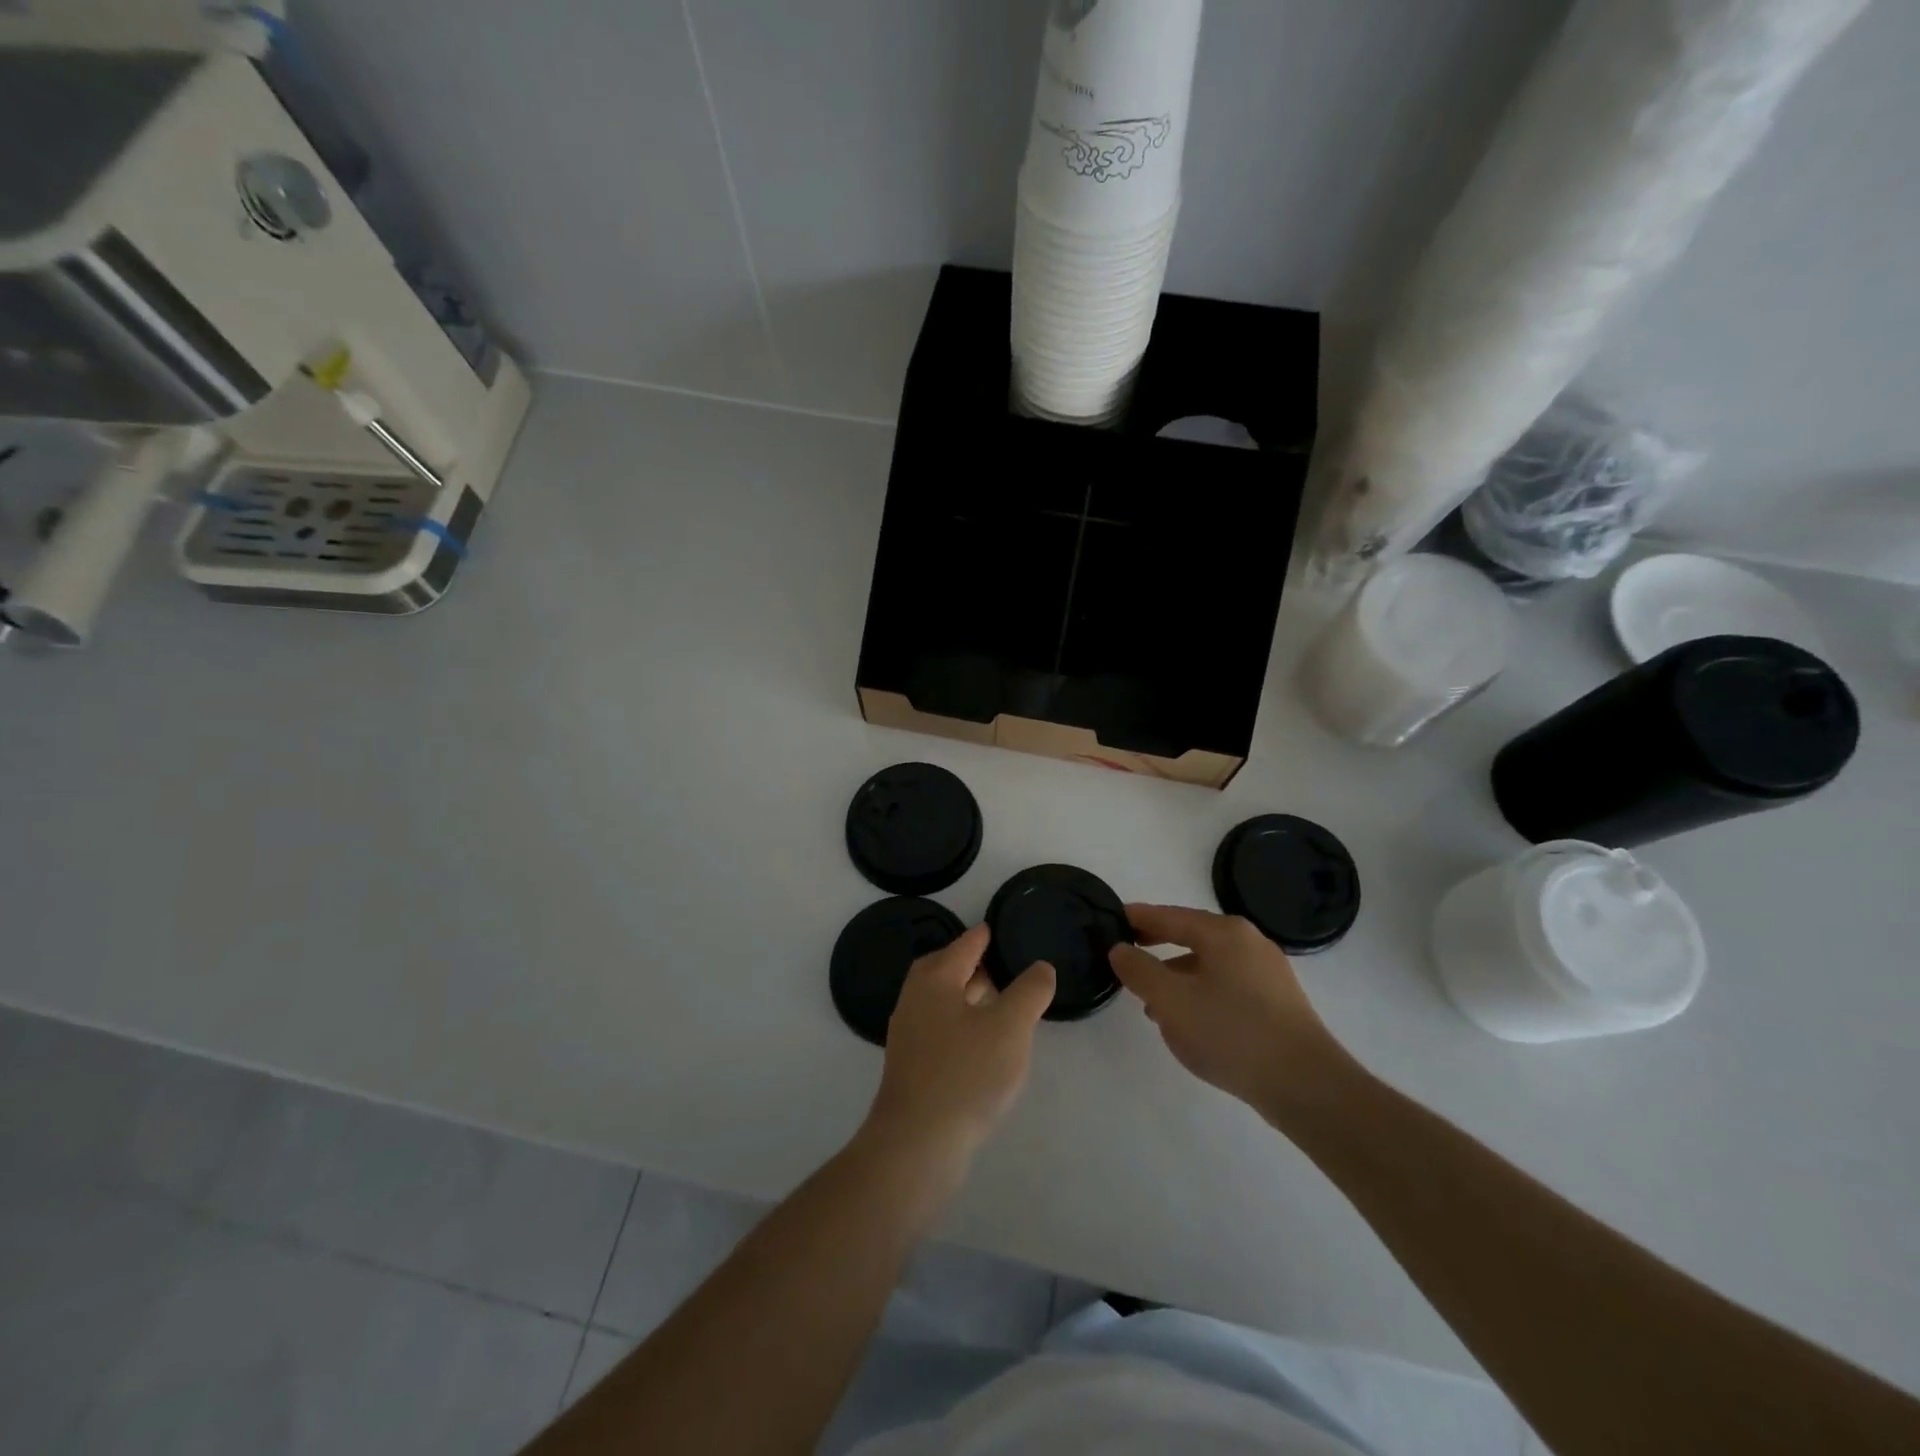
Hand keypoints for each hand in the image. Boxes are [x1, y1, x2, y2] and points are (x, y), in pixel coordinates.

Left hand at [865, 925, 1055, 1166]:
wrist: (917, 1143)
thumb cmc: (965, 1073)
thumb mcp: (1010, 1026)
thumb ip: (1030, 991)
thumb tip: (1040, 967)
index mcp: (934, 979)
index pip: (965, 945)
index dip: (985, 935)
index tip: (1001, 927)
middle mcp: (915, 999)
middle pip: (947, 969)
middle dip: (975, 965)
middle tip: (1005, 966)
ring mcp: (909, 1034)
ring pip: (944, 1001)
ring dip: (970, 997)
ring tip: (1002, 1003)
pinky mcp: (912, 1065)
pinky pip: (942, 1029)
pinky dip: (963, 1024)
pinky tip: (984, 1044)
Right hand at [1109, 904, 1348, 1119]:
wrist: (1306, 1086)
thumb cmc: (1231, 1032)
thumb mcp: (1171, 1000)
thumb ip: (1139, 970)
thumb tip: (1120, 949)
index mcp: (1224, 933)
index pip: (1169, 915)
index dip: (1138, 918)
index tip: (1111, 919)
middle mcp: (1249, 943)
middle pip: (1191, 936)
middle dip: (1157, 948)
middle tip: (1126, 956)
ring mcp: (1268, 973)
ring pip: (1209, 965)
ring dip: (1177, 977)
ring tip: (1151, 1003)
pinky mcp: (1278, 1003)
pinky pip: (1227, 987)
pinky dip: (1201, 994)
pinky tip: (1189, 1023)